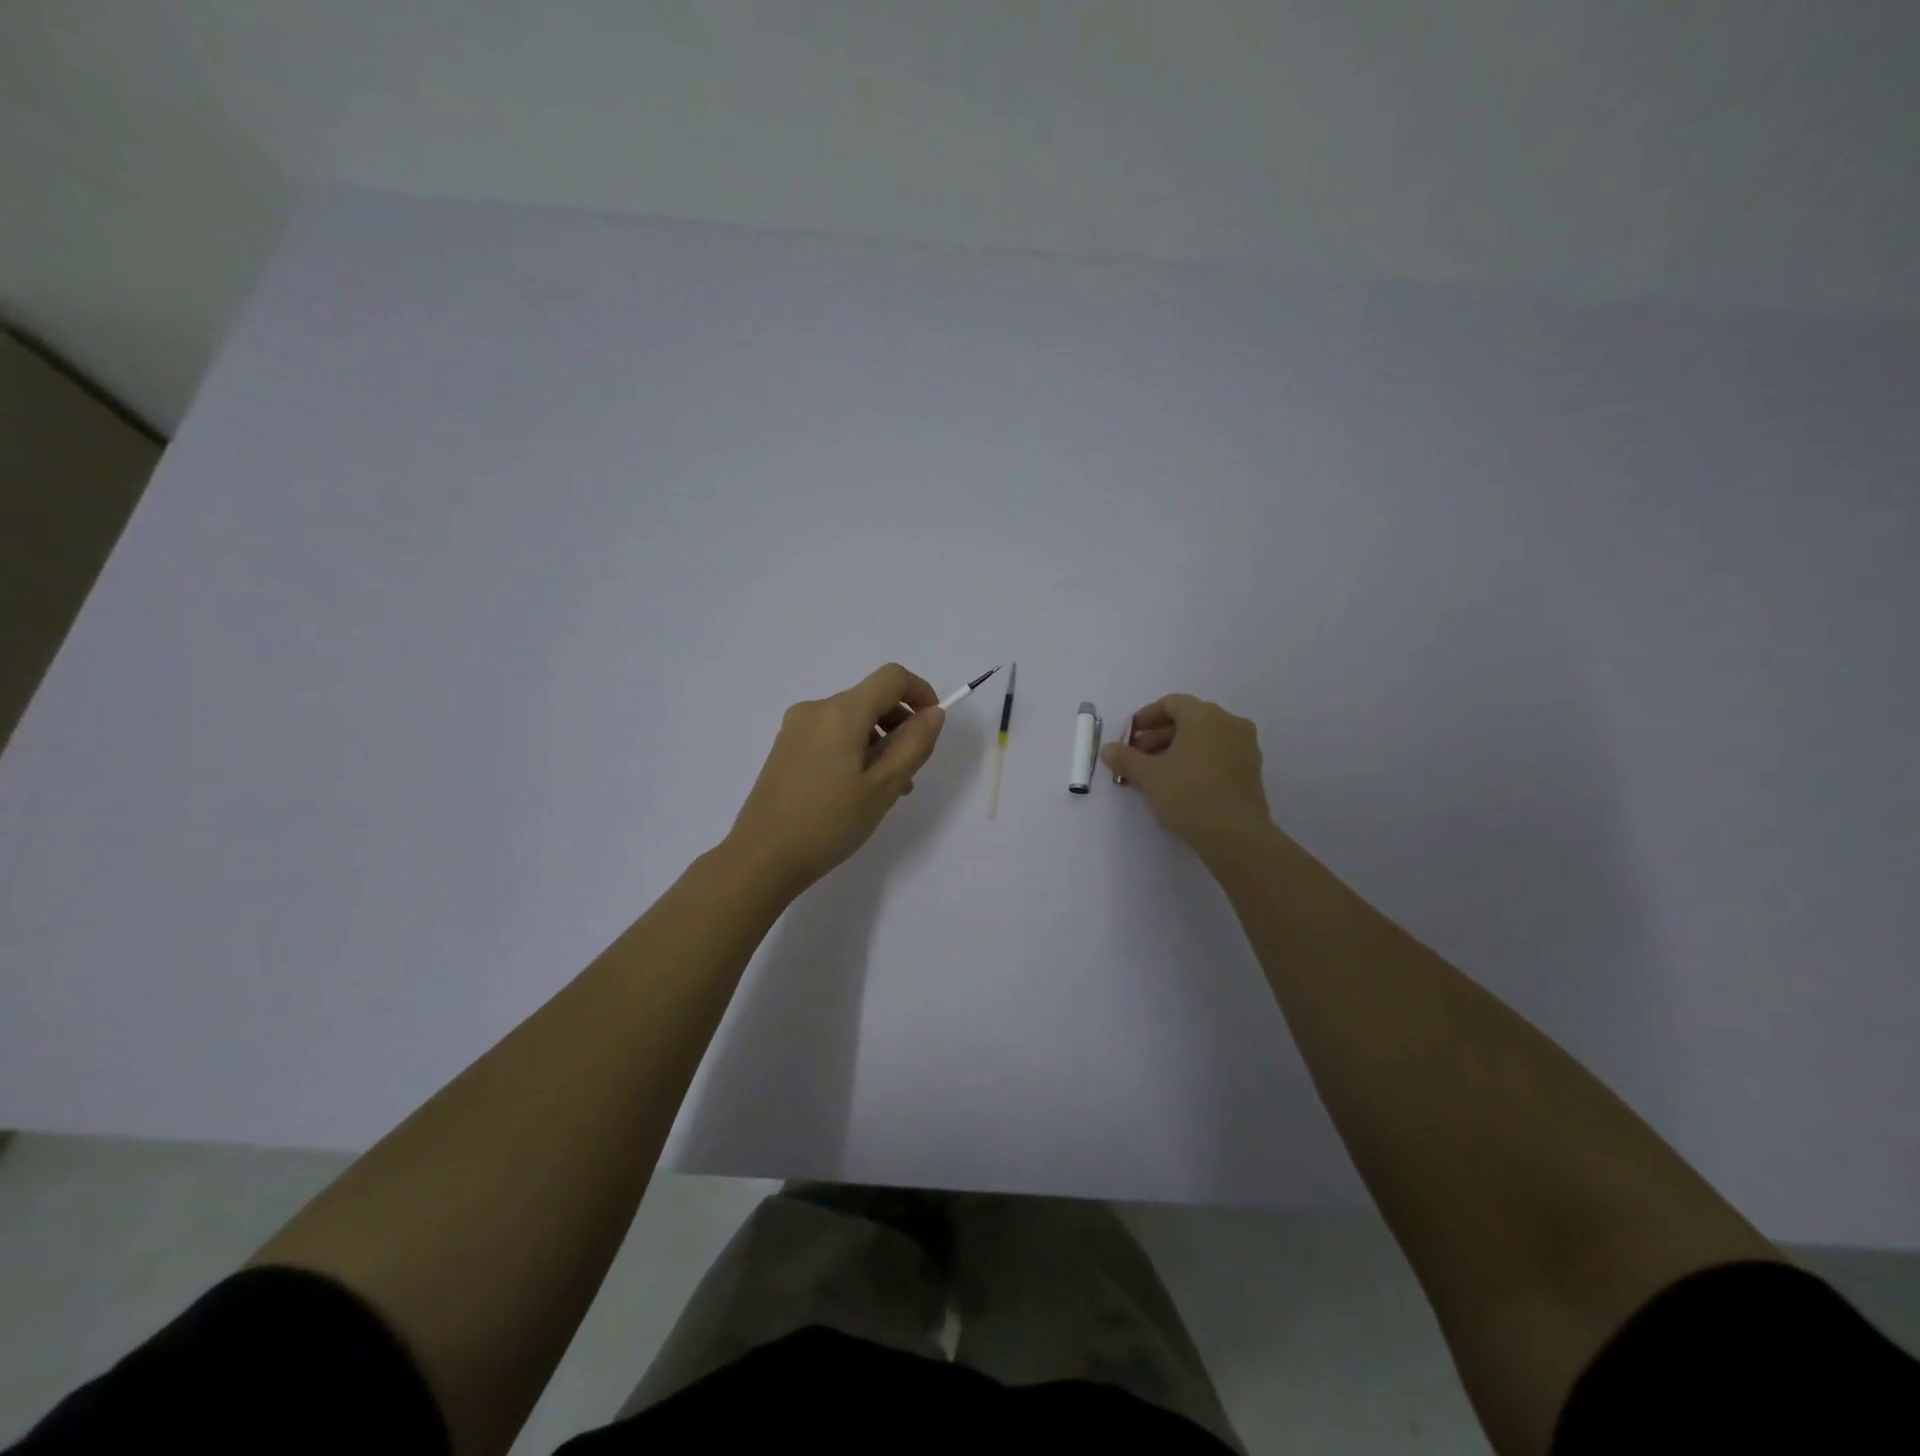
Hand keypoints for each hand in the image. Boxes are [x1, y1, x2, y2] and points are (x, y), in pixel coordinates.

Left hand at [727, 664, 946, 892]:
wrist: (762, 857)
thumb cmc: (829, 822)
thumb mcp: (883, 786)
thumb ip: (913, 744)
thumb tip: (932, 713)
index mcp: (841, 712)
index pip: (892, 677)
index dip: (920, 692)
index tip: (932, 725)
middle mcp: (816, 709)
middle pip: (871, 698)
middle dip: (900, 725)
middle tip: (911, 771)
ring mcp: (795, 728)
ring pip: (852, 720)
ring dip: (878, 742)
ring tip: (886, 790)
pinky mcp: (785, 748)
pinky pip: (831, 735)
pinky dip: (854, 750)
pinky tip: (856, 791)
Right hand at [1101, 694, 1273, 858]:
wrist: (1236, 836)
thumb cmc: (1188, 794)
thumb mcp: (1149, 776)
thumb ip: (1125, 758)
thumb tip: (1108, 749)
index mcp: (1205, 715)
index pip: (1171, 703)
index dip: (1145, 718)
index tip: (1128, 738)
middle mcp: (1229, 722)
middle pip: (1187, 720)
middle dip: (1157, 737)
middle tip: (1136, 759)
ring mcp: (1245, 746)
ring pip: (1203, 739)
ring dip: (1175, 750)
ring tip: (1154, 775)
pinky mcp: (1251, 769)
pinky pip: (1217, 754)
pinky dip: (1196, 761)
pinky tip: (1179, 784)